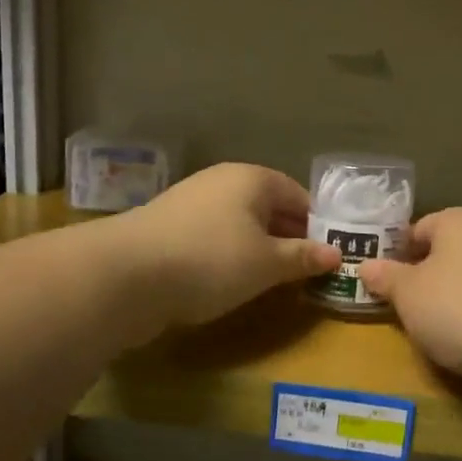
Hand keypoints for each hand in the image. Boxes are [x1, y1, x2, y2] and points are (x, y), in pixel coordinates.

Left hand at [118, 164, 340, 330]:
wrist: (125, 275)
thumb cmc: (211, 260)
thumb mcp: (267, 263)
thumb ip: (303, 257)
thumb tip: (336, 254)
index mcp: (252, 179)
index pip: (298, 196)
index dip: (317, 225)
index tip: (329, 256)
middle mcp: (221, 182)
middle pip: (268, 208)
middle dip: (288, 238)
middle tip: (305, 272)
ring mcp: (190, 203)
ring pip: (239, 224)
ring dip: (258, 249)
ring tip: (271, 281)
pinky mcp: (168, 229)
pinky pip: (212, 238)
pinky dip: (228, 256)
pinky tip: (229, 282)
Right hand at [359, 208, 461, 378]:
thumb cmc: (458, 305)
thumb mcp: (408, 293)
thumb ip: (386, 278)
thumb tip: (365, 266)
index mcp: (460, 220)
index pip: (420, 227)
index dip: (397, 252)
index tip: (380, 280)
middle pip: (446, 256)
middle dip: (423, 281)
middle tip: (398, 308)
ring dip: (448, 306)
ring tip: (427, 333)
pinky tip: (461, 347)